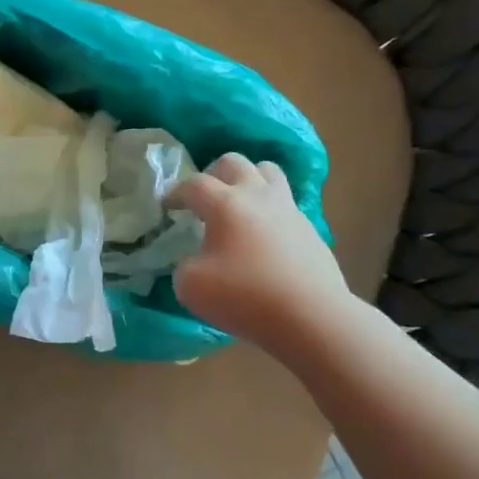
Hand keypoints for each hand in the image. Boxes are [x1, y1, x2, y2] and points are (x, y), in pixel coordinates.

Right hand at [167, 154, 349, 355]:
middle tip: (204, 198)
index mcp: (225, 204)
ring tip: (238, 205)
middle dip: (212, 174)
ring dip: (248, 180)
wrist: (311, 316)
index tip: (167, 207)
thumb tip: (196, 259)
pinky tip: (263, 237)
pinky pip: (285, 204)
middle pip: (234, 162)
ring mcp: (288, 210)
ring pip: (268, 172)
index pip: (194, 184)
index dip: (175, 193)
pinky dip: (269, 210)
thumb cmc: (245, 296)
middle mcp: (258, 196)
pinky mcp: (309, 229)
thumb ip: (185, 264)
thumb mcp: (191, 286)